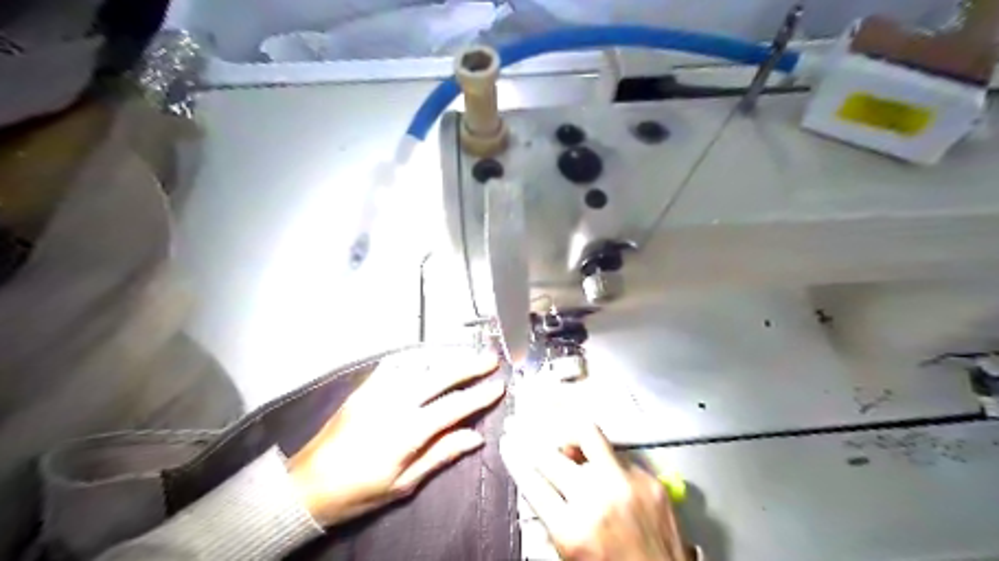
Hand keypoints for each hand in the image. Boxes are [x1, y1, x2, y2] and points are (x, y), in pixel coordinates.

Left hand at [289, 347, 508, 524]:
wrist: (306, 485)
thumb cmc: (358, 492)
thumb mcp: (403, 483)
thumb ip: (440, 454)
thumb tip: (475, 437)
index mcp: (406, 431)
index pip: (453, 407)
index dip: (479, 396)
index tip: (499, 386)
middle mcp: (394, 402)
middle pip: (439, 375)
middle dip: (468, 365)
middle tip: (490, 358)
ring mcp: (377, 390)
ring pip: (419, 363)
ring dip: (446, 356)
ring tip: (466, 353)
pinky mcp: (364, 387)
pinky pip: (396, 364)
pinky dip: (418, 357)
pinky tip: (429, 356)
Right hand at [503, 414, 692, 557]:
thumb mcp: (569, 556)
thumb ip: (551, 520)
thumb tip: (535, 485)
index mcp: (573, 530)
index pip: (532, 480)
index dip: (514, 457)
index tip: (508, 444)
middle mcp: (598, 500)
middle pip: (551, 453)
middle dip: (530, 438)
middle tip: (520, 427)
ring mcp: (627, 485)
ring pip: (587, 434)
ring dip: (566, 431)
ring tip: (555, 425)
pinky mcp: (650, 480)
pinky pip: (616, 452)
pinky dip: (599, 453)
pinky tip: (594, 458)